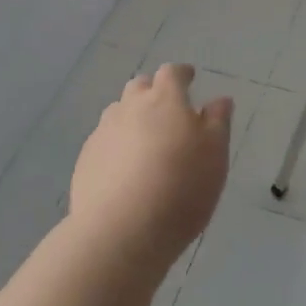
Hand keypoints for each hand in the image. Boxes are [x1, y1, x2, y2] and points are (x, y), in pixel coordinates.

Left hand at [69, 63, 233, 269]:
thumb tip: (219, 100)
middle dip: (154, 92)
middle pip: (140, 87)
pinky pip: (104, 141)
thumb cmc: (181, 188)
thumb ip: (218, 122)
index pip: (171, 73)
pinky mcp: (86, 160)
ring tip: (146, 141)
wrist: (121, 231)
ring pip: (118, 113)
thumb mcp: (215, 155)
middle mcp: (129, 107)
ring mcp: (103, 133)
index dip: (182, 74)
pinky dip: (117, 146)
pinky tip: (125, 169)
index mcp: (164, 100)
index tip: (190, 79)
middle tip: (168, 111)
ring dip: (132, 118)